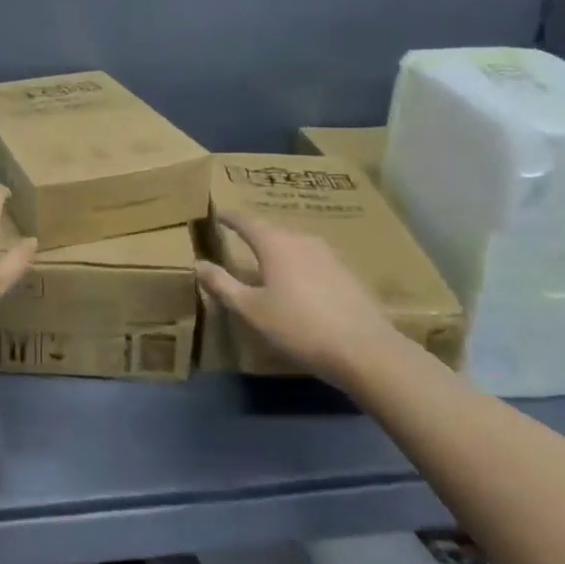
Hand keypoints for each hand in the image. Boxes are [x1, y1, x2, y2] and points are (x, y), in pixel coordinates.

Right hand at [196, 212, 396, 369]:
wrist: (365, 349)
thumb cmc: (299, 326)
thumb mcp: (251, 310)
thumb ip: (223, 285)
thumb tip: (199, 264)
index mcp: (275, 244)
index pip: (246, 221)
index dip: (230, 217)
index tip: (218, 214)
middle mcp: (302, 240)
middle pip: (272, 230)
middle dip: (253, 233)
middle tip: (238, 239)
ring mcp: (328, 255)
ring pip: (294, 244)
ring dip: (277, 249)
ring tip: (265, 261)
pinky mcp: (347, 273)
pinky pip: (312, 259)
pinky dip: (297, 263)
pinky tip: (298, 283)